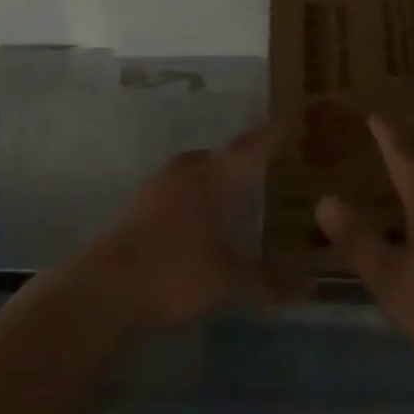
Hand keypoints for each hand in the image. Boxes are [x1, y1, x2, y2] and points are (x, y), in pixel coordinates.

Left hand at [72, 125, 277, 335]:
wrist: (101, 290)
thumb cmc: (173, 272)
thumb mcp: (227, 281)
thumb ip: (268, 281)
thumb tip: (311, 285)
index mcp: (213, 176)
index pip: (250, 147)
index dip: (272, 136)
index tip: (291, 122)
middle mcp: (187, 170)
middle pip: (221, 156)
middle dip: (244, 160)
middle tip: (268, 168)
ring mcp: (158, 186)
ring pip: (197, 172)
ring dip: (216, 179)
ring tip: (237, 194)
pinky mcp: (138, 206)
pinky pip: (179, 189)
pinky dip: (196, 197)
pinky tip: (201, 220)